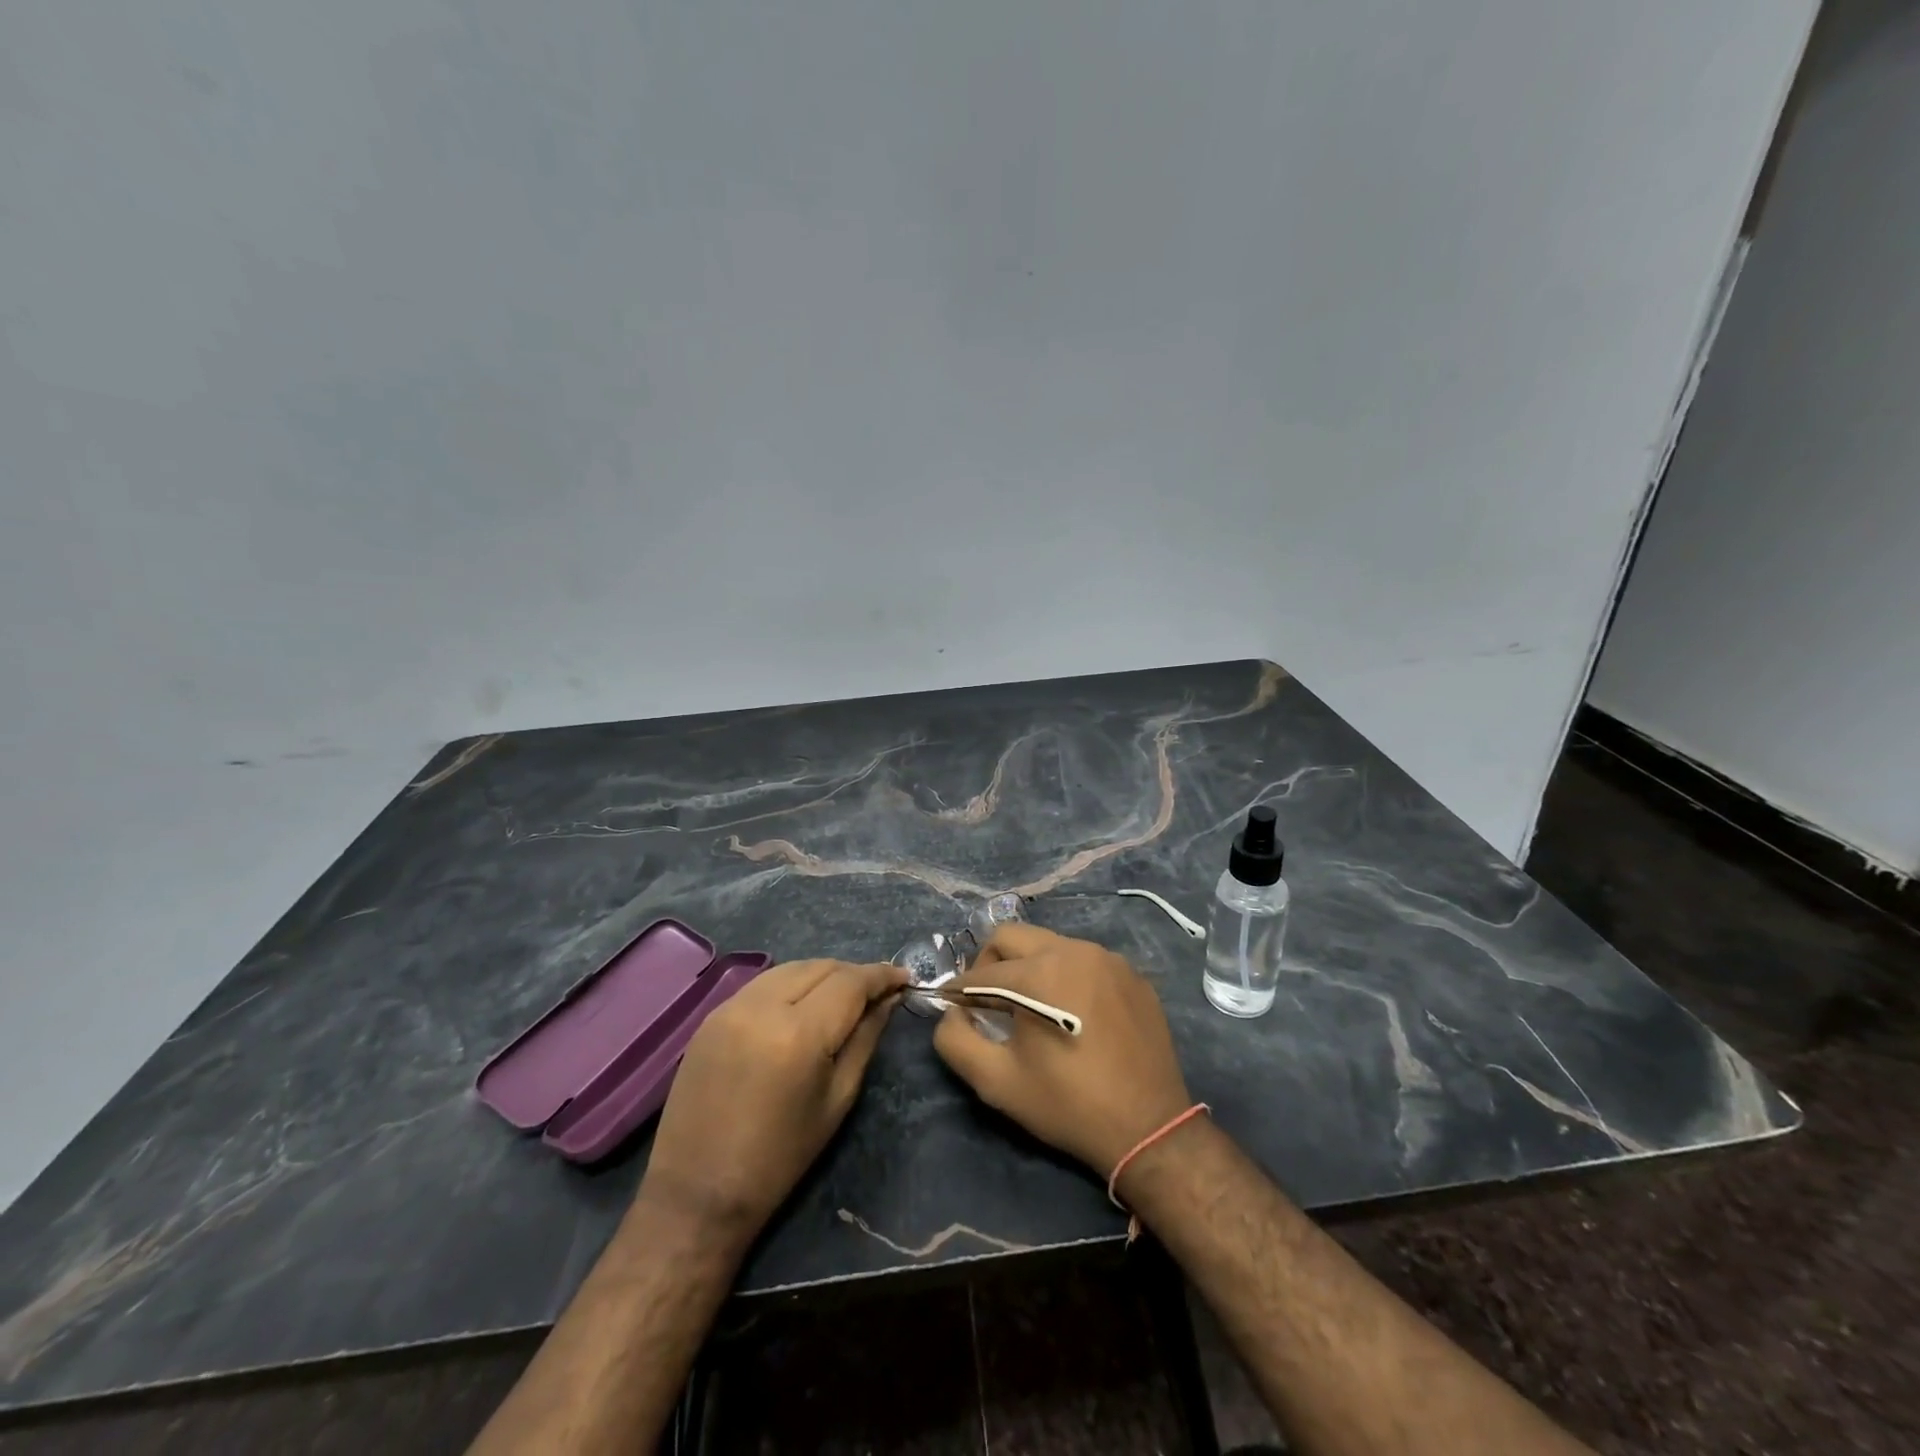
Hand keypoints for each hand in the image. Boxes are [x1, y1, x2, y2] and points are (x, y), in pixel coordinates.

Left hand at [642, 959, 907, 1239]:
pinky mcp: (711, 1015)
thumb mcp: (837, 1099)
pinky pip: (763, 983)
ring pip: (791, 968)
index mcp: (799, 1033)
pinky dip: (791, 984)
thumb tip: (888, 1000)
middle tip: (878, 992)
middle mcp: (762, 1006)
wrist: (698, 1193)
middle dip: (854, 973)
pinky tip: (803, 1004)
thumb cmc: (780, 1157)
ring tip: (843, 996)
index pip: (850, 982)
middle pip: (821, 966)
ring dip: (823, 975)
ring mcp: (730, 1006)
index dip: (882, 975)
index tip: (905, 978)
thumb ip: (865, 1039)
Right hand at [933, 925, 1192, 1177]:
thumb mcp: (997, 1082)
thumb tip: (952, 1013)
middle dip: (990, 963)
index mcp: (1039, 972)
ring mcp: (1108, 959)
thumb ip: (956, 1041)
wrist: (1148, 1127)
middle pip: (1013, 936)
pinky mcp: (1132, 974)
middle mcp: (1074, 951)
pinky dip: (1067, 976)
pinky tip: (1073, 1013)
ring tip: (1032, 1006)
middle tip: (989, 1001)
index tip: (953, 1007)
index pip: (982, 971)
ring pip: (1050, 945)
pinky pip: (1085, 961)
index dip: (960, 990)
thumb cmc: (1067, 1104)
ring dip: (1030, 967)